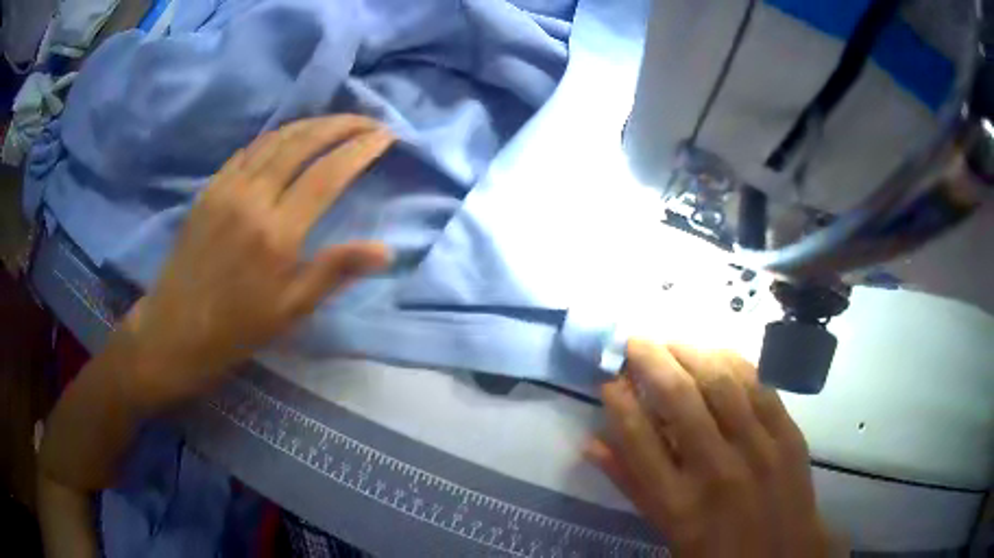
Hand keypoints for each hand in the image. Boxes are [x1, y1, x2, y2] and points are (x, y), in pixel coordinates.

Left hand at [118, 115, 394, 411]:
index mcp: (277, 233)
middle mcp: (253, 198)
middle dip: (342, 124)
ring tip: (337, 121)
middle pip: (303, 143)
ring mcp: (227, 188)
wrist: (176, 328)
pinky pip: (249, 149)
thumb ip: (335, 271)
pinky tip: (290, 136)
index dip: (360, 150)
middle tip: (369, 120)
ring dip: (312, 123)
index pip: (328, 175)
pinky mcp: (210, 187)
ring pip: (276, 139)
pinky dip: (277, 135)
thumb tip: (386, 250)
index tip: (386, 136)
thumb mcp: (291, 310)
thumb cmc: (237, 327)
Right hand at [587, 341, 838, 556]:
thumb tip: (593, 443)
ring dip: (690, 352)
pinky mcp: (789, 435)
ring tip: (671, 342)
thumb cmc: (715, 550)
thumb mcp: (667, 529)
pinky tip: (715, 353)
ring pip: (721, 381)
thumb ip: (632, 485)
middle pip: (679, 398)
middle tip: (634, 342)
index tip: (609, 381)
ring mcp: (759, 448)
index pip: (638, 438)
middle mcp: (717, 470)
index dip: (619, 402)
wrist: (781, 556)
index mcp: (678, 504)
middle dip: (650, 360)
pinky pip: (759, 386)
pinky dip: (733, 362)